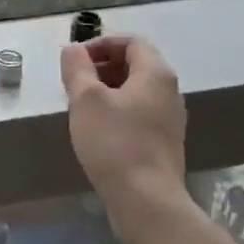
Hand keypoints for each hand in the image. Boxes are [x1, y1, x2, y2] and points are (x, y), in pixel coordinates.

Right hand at [60, 36, 189, 238]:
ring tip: (80, 106)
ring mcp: (170, 120)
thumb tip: (73, 49)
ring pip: (136, 91)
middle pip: (135, 65)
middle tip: (74, 82)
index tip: (75, 59)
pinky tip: (97, 130)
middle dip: (102, 66)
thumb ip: (77, 68)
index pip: (132, 42)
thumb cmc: (115, 142)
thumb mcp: (86, 99)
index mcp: (156, 74)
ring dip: (107, 90)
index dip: (101, 44)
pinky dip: (117, 111)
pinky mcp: (164, 143)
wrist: (146, 201)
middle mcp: (170, 92)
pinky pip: (139, 114)